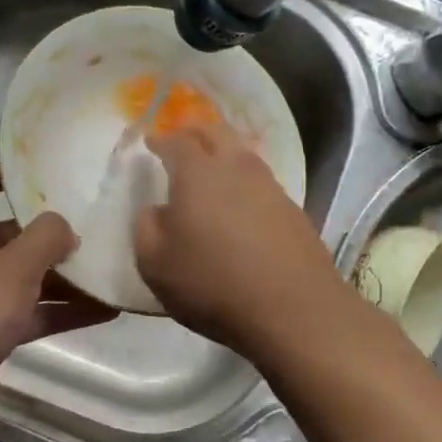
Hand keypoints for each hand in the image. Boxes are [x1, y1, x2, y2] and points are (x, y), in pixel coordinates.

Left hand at [0, 163, 117, 437]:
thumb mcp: (14, 267)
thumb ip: (46, 238)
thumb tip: (65, 226)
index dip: (9, 169)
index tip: (49, 170)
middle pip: (13, 232)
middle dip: (52, 232)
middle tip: (97, 226)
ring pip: (27, 277)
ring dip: (65, 277)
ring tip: (110, 269)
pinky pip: (32, 313)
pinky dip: (62, 311)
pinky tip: (106, 311)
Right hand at [134, 122, 352, 358]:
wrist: (294, 310)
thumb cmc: (213, 284)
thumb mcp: (156, 264)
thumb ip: (147, 228)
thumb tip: (156, 210)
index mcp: (198, 174)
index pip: (177, 142)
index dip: (161, 139)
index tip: (151, 142)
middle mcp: (237, 169)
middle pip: (218, 133)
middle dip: (196, 131)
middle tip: (182, 139)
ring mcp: (271, 188)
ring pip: (244, 155)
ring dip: (225, 153)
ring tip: (211, 168)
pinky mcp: (293, 212)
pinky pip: (262, 183)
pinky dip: (244, 182)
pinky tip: (240, 203)